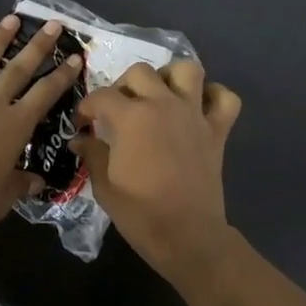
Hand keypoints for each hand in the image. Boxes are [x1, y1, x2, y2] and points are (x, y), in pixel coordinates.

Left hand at [0, 16, 81, 243]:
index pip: (45, 95)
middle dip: (38, 46)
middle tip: (53, 24)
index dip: (62, 76)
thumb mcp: (3, 198)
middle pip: (19, 69)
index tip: (75, 58)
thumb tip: (38, 182)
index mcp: (14, 127)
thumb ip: (22, 185)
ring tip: (11, 18)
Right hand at [71, 60, 240, 280]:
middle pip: (140, 72)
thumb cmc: (140, 213)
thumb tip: (80, 140)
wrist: (187, 235)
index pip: (101, 97)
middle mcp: (163, 104)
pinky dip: (214, 96)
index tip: (82, 123)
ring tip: (159, 96)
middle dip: (123, 86)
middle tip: (118, 109)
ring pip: (186, 70)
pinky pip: (225, 98)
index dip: (86, 107)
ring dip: (170, 77)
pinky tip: (198, 107)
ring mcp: (194, 115)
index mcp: (131, 117)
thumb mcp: (104, 186)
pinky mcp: (217, 130)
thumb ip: (92, 154)